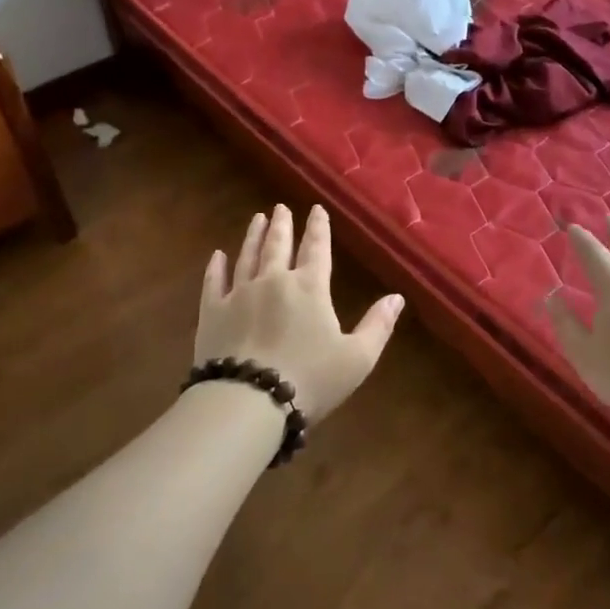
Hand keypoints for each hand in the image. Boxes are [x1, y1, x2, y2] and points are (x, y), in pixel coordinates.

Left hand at [195, 204, 404, 422]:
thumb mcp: (357, 358)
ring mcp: (239, 294)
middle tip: (281, 207)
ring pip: (247, 256)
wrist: (248, 401)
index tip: (316, 209)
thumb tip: (397, 297)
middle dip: (283, 225)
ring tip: (257, 219)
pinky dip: (216, 267)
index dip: (319, 228)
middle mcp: (274, 281)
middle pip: (279, 246)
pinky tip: (217, 256)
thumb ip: (378, 325)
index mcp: (310, 288)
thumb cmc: (310, 380)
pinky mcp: (212, 313)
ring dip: (253, 236)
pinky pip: (214, 282)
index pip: (317, 249)